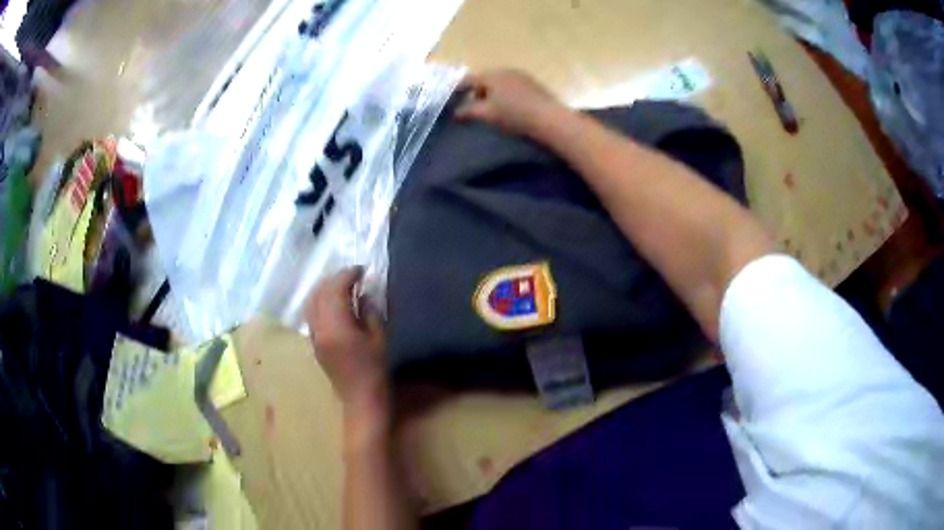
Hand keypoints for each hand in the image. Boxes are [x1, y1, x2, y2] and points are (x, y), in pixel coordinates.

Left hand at [306, 267, 387, 414]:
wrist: (361, 400)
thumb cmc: (375, 370)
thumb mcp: (379, 339)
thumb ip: (370, 312)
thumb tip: (363, 295)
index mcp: (336, 327)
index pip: (335, 291)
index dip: (347, 276)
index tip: (361, 270)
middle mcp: (319, 329)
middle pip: (319, 294)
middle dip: (334, 280)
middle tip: (353, 275)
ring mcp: (314, 337)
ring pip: (311, 303)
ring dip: (325, 289)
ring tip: (342, 286)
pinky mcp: (314, 344)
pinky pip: (312, 314)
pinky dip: (321, 302)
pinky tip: (334, 303)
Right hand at [454, 69, 568, 138]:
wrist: (550, 119)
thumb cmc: (514, 115)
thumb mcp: (487, 114)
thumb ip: (468, 112)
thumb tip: (455, 113)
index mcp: (492, 75)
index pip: (469, 79)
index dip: (458, 90)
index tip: (451, 100)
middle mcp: (506, 70)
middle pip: (485, 79)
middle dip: (476, 92)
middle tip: (471, 107)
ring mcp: (522, 76)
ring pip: (500, 82)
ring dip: (492, 93)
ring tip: (490, 109)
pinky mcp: (534, 85)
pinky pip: (513, 86)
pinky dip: (505, 95)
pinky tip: (509, 108)